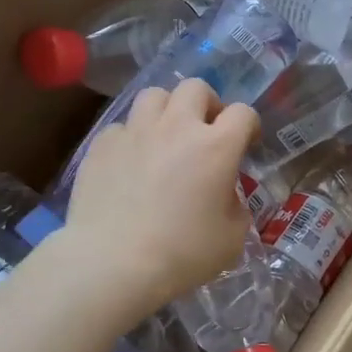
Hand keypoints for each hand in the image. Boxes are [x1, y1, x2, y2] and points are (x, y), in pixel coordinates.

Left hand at [63, 81, 258, 316]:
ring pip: (154, 95)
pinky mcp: (102, 145)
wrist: (113, 263)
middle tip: (205, 131)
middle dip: (207, 104)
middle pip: (196, 88)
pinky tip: (130, 162)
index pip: (243, 113)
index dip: (249, 126)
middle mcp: (177, 127)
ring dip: (167, 110)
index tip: (247, 145)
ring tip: (166, 136)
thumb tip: (225, 196)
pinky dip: (131, 138)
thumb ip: (236, 207)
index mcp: (217, 146)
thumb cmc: (182, 254)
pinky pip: (122, 126)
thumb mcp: (232, 238)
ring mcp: (136, 131)